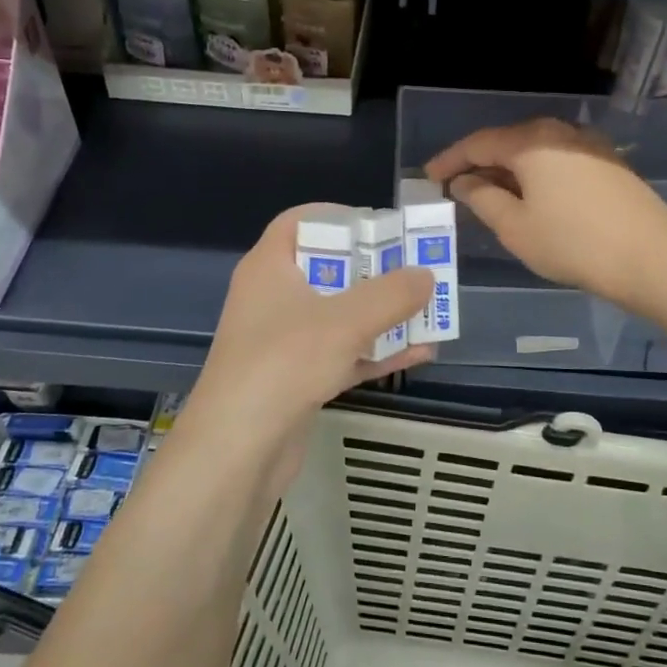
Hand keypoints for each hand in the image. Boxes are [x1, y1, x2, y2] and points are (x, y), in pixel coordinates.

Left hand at [185, 208, 432, 475]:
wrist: (237, 450)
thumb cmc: (284, 363)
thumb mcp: (345, 321)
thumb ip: (391, 294)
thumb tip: (426, 275)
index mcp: (270, 266)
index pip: (301, 221)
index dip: (340, 216)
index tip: (381, 225)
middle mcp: (273, 298)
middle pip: (329, 268)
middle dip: (376, 270)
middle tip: (418, 269)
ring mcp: (284, 341)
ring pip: (340, 315)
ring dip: (383, 314)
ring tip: (429, 310)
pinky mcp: (296, 379)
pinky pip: (342, 354)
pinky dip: (376, 351)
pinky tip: (419, 353)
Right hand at [424, 118, 666, 310]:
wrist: (652, 258)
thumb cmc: (572, 243)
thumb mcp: (515, 226)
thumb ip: (483, 198)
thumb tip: (466, 182)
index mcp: (531, 141)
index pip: (478, 143)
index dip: (450, 160)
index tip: (428, 177)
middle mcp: (559, 132)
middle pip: (508, 142)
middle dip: (479, 164)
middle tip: (456, 187)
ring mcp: (588, 146)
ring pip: (535, 152)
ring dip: (508, 171)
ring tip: (490, 195)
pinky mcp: (608, 164)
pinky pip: (557, 161)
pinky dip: (535, 175)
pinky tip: (531, 198)